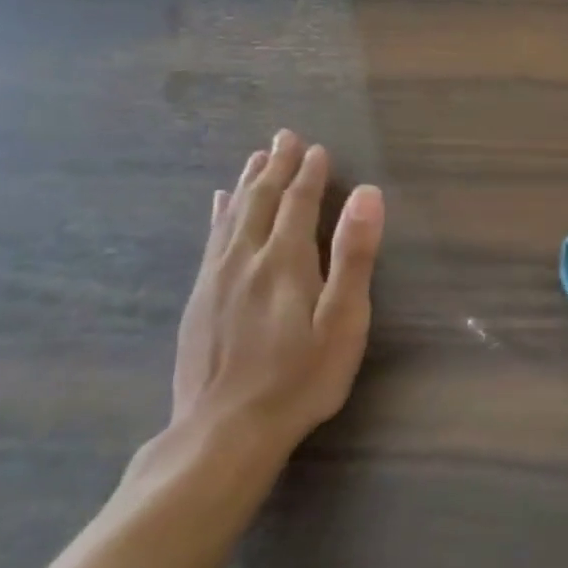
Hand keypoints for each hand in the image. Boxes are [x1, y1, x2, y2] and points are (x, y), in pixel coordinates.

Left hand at [171, 130, 384, 462]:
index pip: (299, 203)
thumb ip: (354, 254)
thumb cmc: (300, 377)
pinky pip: (210, 239)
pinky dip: (218, 213)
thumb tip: (368, 194)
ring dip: (247, 182)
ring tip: (257, 157)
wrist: (224, 431)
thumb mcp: (344, 319)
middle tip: (285, 136)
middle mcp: (246, 259)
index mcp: (286, 260)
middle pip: (261, 200)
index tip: (318, 148)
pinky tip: (218, 203)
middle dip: (276, 166)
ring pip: (232, 215)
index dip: (310, 174)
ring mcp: (216, 278)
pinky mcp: (199, 298)